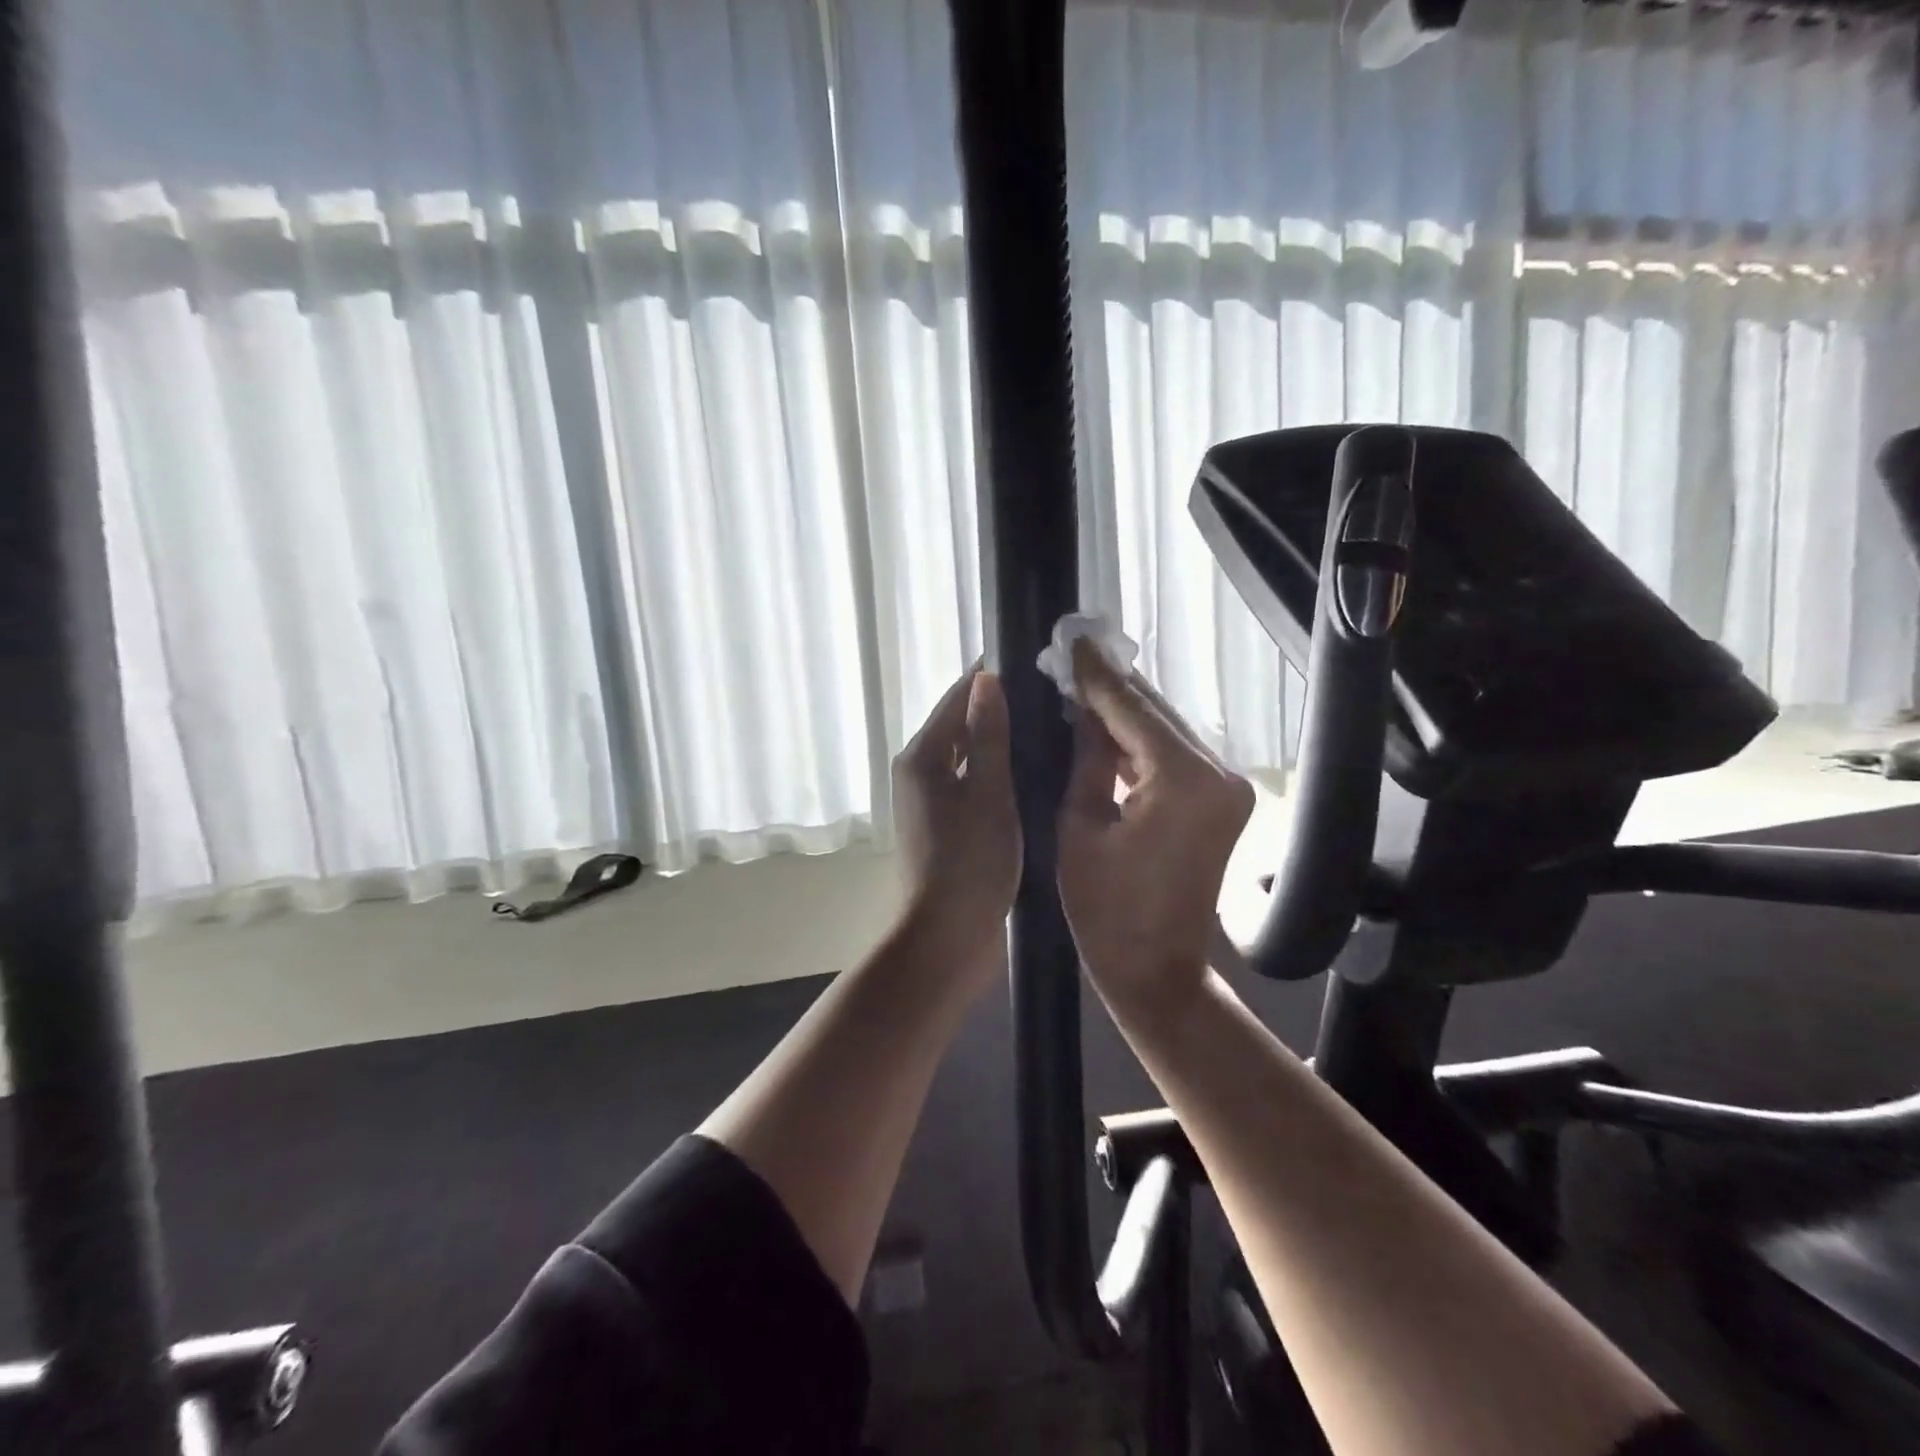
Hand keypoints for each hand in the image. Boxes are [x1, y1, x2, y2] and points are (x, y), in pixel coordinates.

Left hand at [892, 666, 1021, 968]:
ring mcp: (929, 802)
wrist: (946, 938)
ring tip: (1049, 731)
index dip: (991, 679)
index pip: (957, 698)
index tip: (1034, 664)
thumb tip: (986, 678)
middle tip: (1052, 699)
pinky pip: (971, 785)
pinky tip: (1031, 775)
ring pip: (967, 757)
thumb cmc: (969, 863)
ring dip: (1000, 743)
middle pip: (960, 726)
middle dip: (999, 710)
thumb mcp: (988, 794)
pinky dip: (996, 774)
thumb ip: (988, 735)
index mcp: (922, 757)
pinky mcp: (944, 826)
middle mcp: (918, 772)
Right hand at [1057, 641, 1253, 1011]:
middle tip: (1069, 658)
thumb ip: (1086, 756)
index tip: (1070, 640)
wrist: (1157, 970)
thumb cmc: (1104, 909)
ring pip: (1166, 730)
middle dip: (1111, 687)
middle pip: (1156, 712)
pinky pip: (1175, 755)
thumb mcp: (1079, 824)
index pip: (1131, 708)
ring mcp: (1227, 786)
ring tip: (1080, 685)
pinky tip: (1106, 726)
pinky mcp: (1223, 800)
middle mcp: (1218, 773)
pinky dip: (1142, 741)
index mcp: (1182, 779)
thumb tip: (1082, 709)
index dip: (1096, 674)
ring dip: (1125, 711)